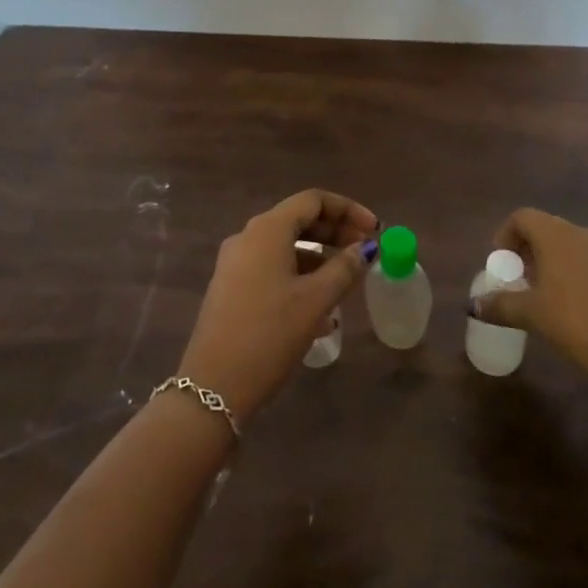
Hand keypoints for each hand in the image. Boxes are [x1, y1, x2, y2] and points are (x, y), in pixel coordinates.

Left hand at [177, 190, 378, 423]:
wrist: (212, 388)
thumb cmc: (269, 334)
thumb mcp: (315, 300)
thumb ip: (345, 268)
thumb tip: (366, 247)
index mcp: (267, 229)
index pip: (313, 200)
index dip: (348, 209)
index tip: (375, 230)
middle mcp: (248, 237)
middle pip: (299, 220)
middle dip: (335, 232)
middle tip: (365, 252)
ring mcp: (235, 264)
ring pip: (286, 247)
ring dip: (319, 258)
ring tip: (347, 284)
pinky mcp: (230, 289)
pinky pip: (272, 269)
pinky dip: (299, 277)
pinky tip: (320, 313)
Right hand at [470, 208, 587, 371]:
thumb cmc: (573, 320)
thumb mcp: (531, 314)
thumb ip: (500, 305)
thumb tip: (474, 305)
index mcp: (556, 234)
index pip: (522, 217)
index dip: (506, 235)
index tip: (502, 263)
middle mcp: (582, 232)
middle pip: (547, 228)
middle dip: (530, 250)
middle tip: (521, 279)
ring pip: (571, 244)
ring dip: (554, 260)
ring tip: (546, 292)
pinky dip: (577, 271)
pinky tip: (575, 301)